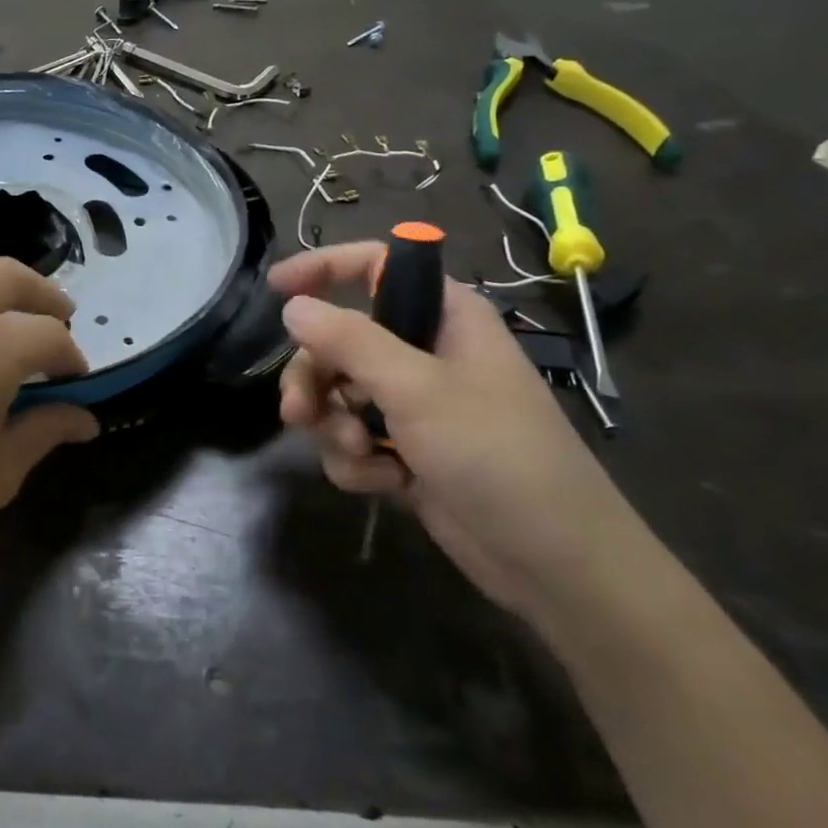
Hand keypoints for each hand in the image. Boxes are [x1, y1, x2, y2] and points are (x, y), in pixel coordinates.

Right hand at [271, 243, 641, 626]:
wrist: (552, 561)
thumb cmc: (495, 454)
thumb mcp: (417, 389)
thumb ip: (349, 341)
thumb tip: (293, 306)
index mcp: (443, 316)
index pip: (374, 266)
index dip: (322, 268)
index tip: (275, 288)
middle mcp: (424, 351)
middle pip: (338, 341)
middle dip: (315, 378)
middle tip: (299, 411)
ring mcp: (414, 404)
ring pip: (338, 394)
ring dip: (335, 427)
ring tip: (359, 455)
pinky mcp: (405, 449)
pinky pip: (352, 438)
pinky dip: (358, 461)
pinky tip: (386, 484)